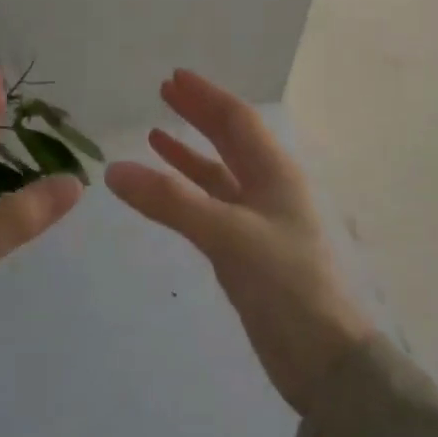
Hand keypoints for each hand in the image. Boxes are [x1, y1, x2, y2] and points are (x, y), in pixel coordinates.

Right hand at [107, 70, 372, 415]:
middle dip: (198, 114)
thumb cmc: (284, 284)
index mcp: (275, 173)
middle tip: (164, 92)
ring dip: (189, 152)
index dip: (207, 96)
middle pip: (229, 139)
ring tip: (154, 133)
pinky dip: (187, 191)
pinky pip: (211, 206)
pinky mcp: (246, 250)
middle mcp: (268, 187)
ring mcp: (257, 220)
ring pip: (218, 173)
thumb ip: (171, 202)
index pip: (237, 120)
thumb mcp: (227, 236)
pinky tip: (165, 189)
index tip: (175, 76)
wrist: (323, 360)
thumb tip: (114, 170)